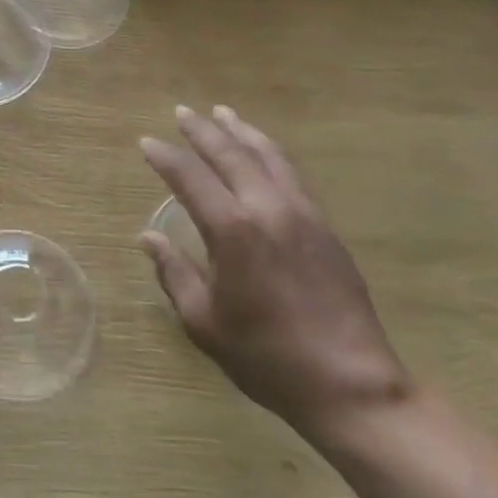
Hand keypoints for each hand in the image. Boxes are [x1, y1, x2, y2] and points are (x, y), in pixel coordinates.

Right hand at [139, 106, 411, 444]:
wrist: (350, 384)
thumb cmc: (266, 357)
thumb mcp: (205, 322)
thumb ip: (174, 273)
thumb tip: (150, 237)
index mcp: (232, 231)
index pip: (190, 177)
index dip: (165, 157)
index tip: (146, 143)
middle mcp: (267, 208)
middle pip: (230, 154)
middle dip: (202, 131)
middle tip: (182, 112)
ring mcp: (302, 213)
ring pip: (267, 155)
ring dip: (241, 131)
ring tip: (223, 113)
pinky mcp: (325, 226)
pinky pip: (292, 173)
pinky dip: (270, 152)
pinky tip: (263, 152)